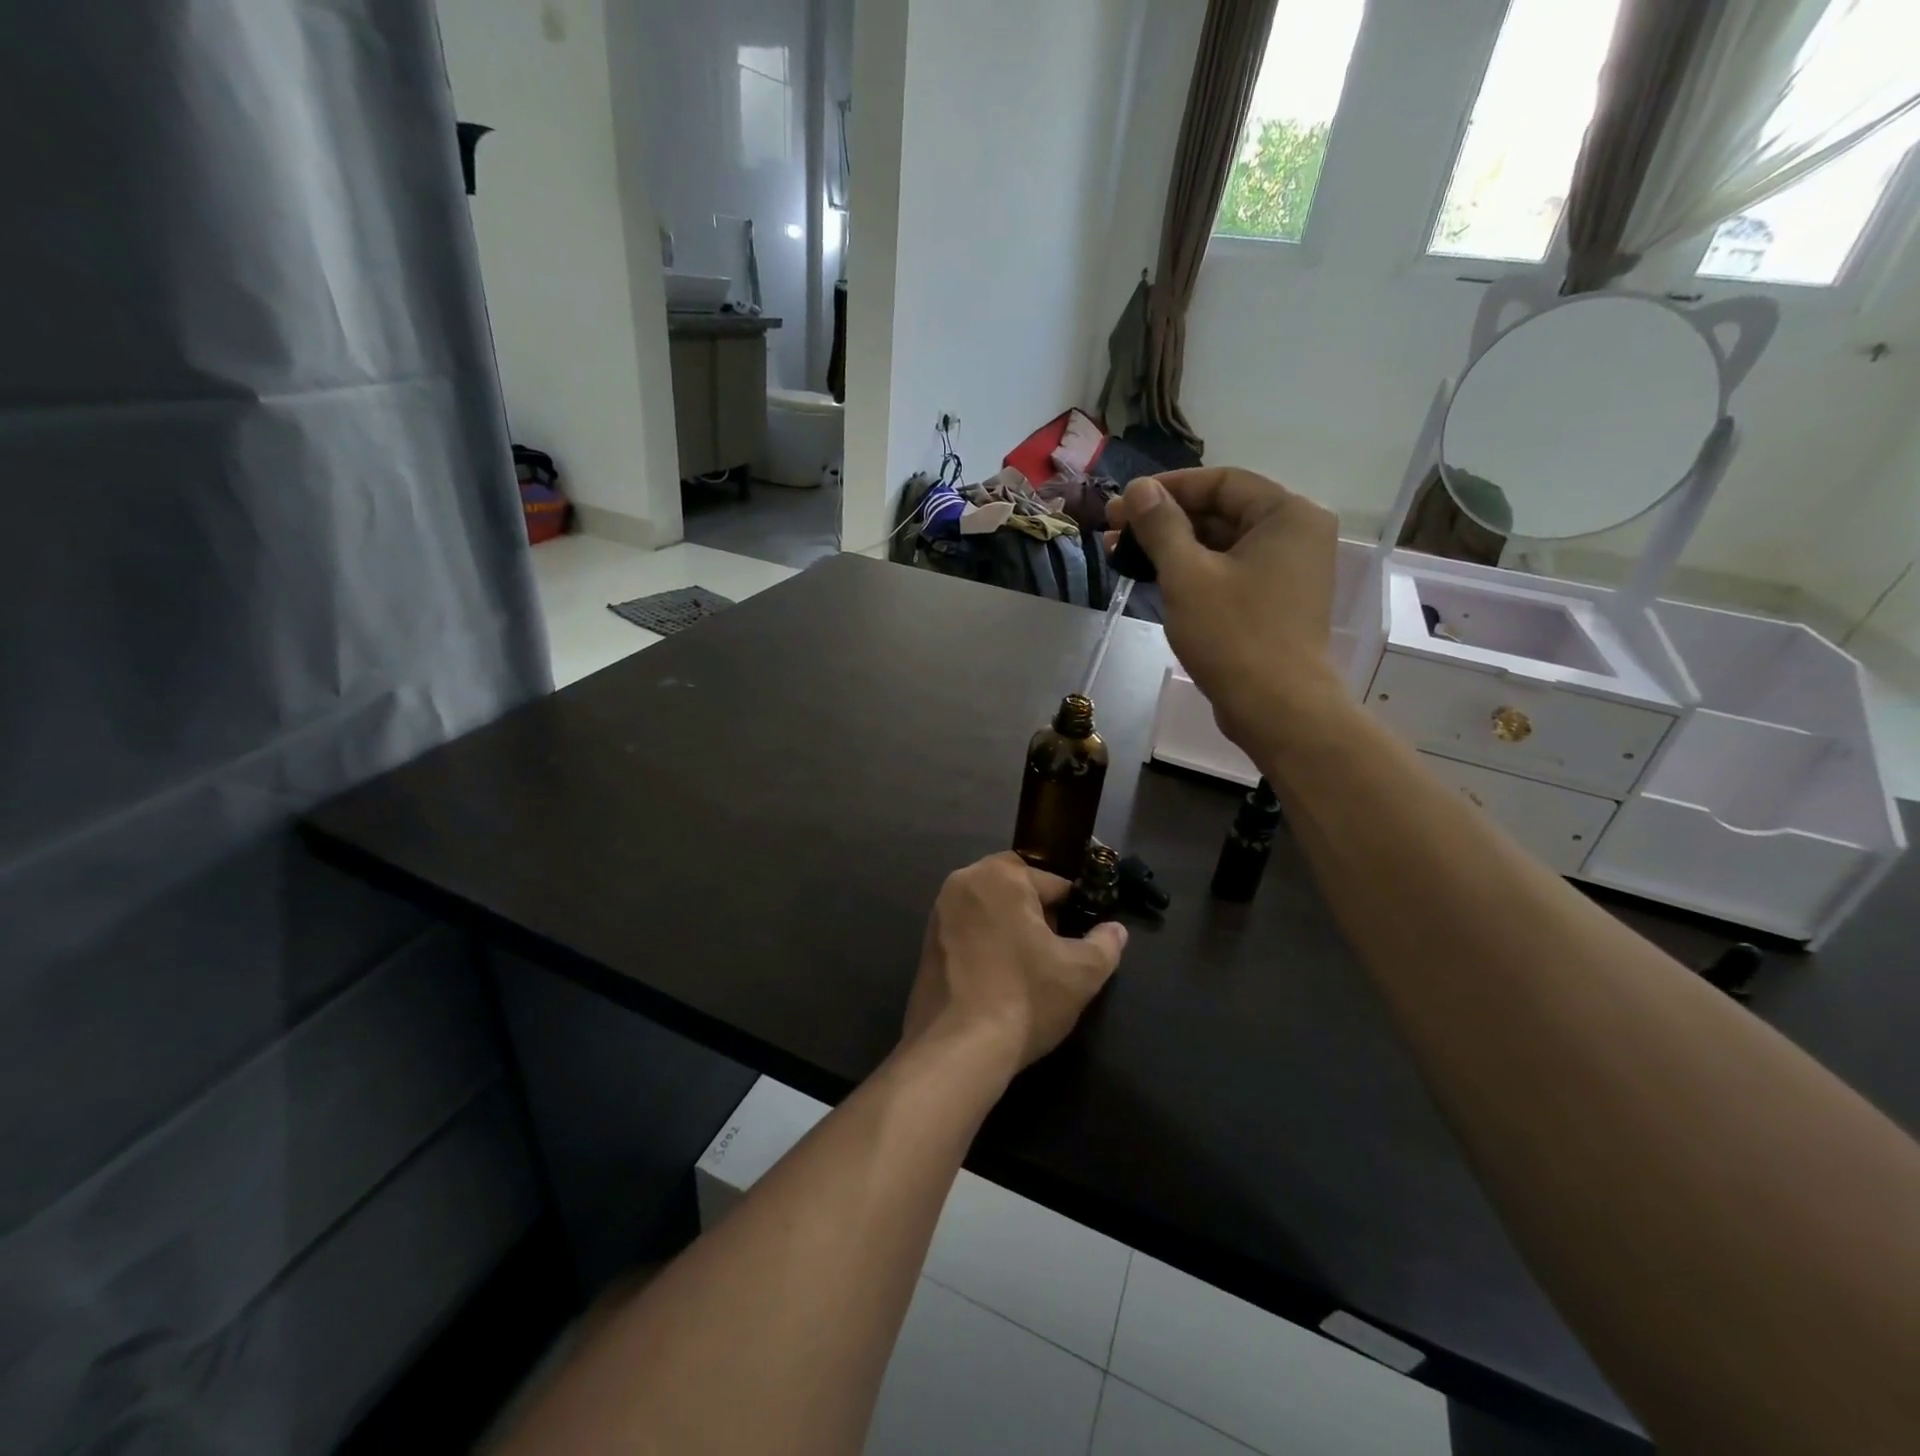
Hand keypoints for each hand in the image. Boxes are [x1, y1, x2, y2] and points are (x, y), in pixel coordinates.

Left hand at [903, 853, 1126, 1078]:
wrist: (958, 1049)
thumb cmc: (1024, 997)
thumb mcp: (1081, 973)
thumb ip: (1105, 945)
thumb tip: (1115, 931)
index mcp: (999, 875)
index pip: (1053, 883)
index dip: (1074, 910)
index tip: (1083, 939)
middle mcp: (963, 882)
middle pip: (1017, 890)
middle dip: (1040, 915)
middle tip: (1056, 954)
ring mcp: (938, 913)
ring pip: (991, 910)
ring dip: (1012, 929)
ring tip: (1030, 969)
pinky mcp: (926, 943)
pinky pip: (968, 931)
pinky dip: (987, 945)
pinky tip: (1000, 979)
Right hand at [1106, 468, 1343, 748]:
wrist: (1276, 708)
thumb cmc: (1233, 634)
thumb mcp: (1187, 574)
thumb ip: (1161, 525)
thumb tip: (1138, 488)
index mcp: (1287, 515)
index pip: (1221, 482)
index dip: (1166, 488)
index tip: (1123, 504)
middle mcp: (1296, 535)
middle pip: (1221, 512)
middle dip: (1164, 521)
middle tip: (1114, 532)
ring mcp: (1288, 571)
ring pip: (1221, 545)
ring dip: (1172, 548)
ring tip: (1123, 557)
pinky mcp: (1275, 602)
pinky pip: (1229, 572)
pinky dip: (1193, 573)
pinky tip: (1154, 580)